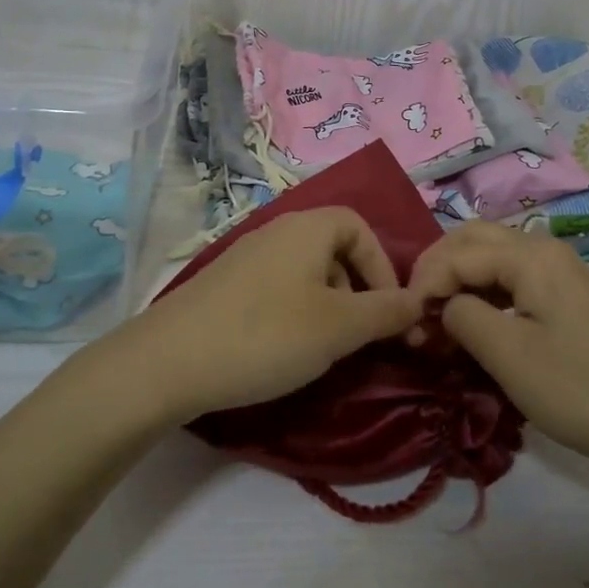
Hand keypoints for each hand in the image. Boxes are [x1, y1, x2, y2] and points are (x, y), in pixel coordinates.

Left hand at [122, 207, 422, 424]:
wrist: (168, 360)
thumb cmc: (266, 334)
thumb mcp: (339, 327)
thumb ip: (387, 312)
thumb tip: (420, 303)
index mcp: (308, 227)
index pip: (361, 227)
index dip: (383, 266)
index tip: (389, 311)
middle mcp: (278, 230)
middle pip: (335, 248)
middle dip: (358, 289)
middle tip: (359, 334)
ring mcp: (246, 256)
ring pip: (306, 272)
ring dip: (328, 304)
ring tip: (324, 346)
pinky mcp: (225, 285)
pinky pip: (277, 288)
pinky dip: (295, 312)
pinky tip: (284, 348)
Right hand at [408, 221, 588, 481]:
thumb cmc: (579, 389)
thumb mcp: (508, 355)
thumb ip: (462, 316)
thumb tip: (444, 306)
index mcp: (531, 255)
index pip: (457, 253)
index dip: (424, 284)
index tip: (405, 326)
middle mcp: (544, 248)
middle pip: (473, 239)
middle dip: (438, 268)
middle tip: (415, 310)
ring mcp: (559, 270)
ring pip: (492, 255)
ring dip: (459, 278)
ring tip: (437, 318)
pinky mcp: (566, 294)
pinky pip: (511, 276)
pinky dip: (483, 291)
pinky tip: (472, 321)